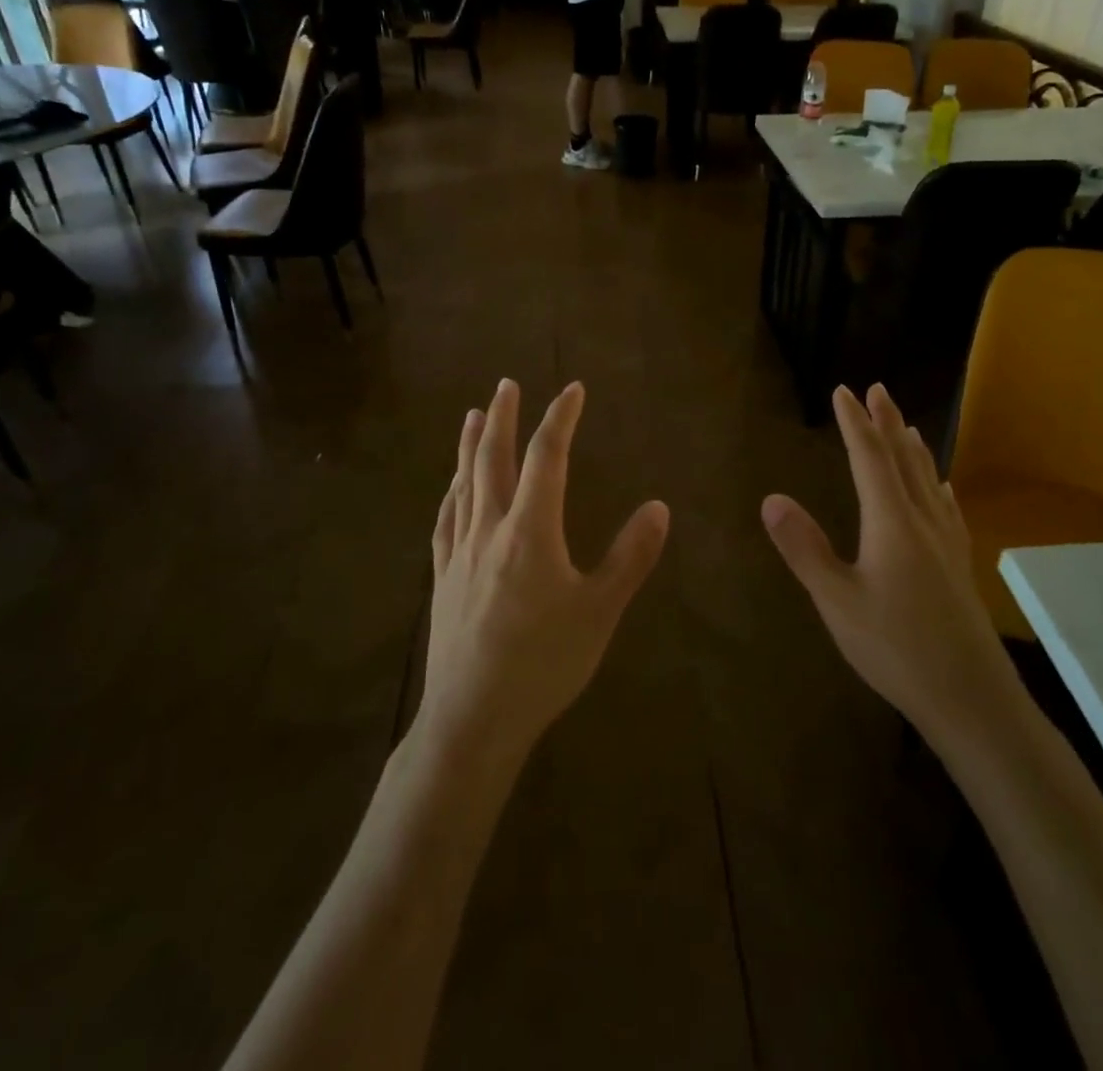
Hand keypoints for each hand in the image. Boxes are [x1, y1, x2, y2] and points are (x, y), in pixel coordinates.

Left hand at [425, 380, 669, 758]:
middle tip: (506, 384)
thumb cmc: (543, 664)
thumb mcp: (599, 612)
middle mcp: (490, 529)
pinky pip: (446, 520)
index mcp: (530, 531)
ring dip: (471, 446)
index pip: (547, 458)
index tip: (573, 390)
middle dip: (504, 418)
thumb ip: (631, 557)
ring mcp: (461, 552)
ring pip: (464, 484)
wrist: (473, 718)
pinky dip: (452, 492)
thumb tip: (659, 506)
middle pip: (494, 459)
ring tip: (474, 416)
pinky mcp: (443, 578)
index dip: (561, 419)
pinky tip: (452, 488)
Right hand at [761, 384, 1030, 754]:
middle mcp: (923, 522)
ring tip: (906, 425)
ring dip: (913, 448)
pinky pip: (948, 510)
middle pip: (904, 460)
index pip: (869, 459)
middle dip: (887, 423)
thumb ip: (805, 548)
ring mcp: (946, 545)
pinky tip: (943, 489)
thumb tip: (772, 498)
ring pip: (928, 482)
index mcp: (891, 523)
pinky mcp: (959, 567)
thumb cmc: (896, 649)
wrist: (972, 700)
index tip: (843, 391)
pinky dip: (939, 488)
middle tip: (878, 389)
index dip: (854, 423)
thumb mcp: (837, 601)